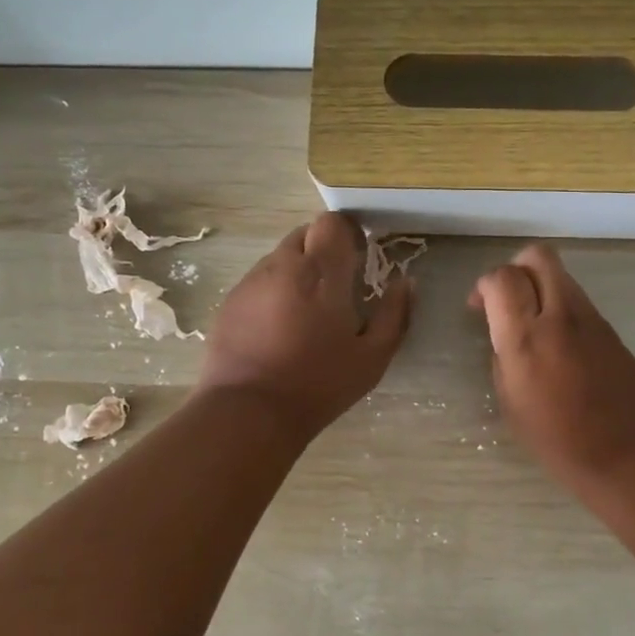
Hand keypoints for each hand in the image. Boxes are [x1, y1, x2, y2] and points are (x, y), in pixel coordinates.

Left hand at [199, 213, 412, 438]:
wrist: (248, 412)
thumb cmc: (319, 384)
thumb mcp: (372, 357)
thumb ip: (394, 314)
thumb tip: (405, 281)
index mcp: (321, 272)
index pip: (331, 223)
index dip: (346, 233)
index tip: (358, 258)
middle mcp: (282, 265)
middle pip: (304, 235)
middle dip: (322, 251)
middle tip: (336, 287)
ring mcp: (251, 282)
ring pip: (279, 258)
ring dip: (297, 271)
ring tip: (305, 312)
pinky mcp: (229, 302)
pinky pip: (258, 281)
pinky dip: (274, 291)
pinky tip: (278, 328)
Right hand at [469, 244, 634, 489]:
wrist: (634, 456)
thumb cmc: (561, 442)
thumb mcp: (512, 404)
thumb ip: (503, 357)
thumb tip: (505, 336)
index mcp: (527, 338)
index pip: (502, 278)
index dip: (485, 285)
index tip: (478, 308)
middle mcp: (561, 316)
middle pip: (538, 256)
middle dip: (515, 268)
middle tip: (505, 301)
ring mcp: (591, 319)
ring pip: (560, 274)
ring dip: (539, 287)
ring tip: (530, 324)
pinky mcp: (611, 329)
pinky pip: (577, 300)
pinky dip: (559, 307)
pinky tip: (556, 345)